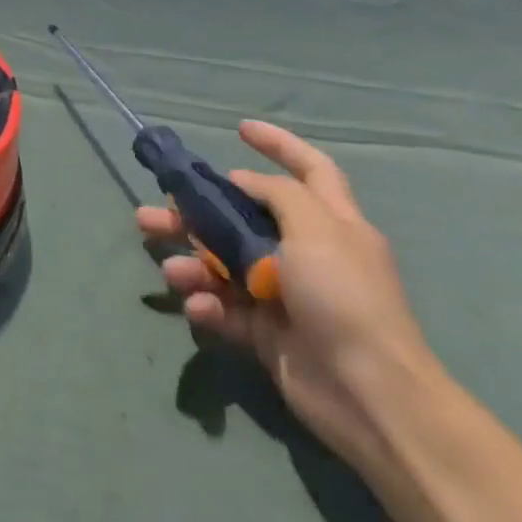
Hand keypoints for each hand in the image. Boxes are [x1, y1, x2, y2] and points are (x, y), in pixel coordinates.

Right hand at [138, 120, 438, 466]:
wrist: (367, 393)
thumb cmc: (344, 297)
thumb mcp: (317, 230)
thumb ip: (277, 195)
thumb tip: (242, 180)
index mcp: (330, 223)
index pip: (309, 169)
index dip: (279, 144)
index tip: (239, 128)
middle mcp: (305, 253)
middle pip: (241, 219)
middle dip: (195, 214)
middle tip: (154, 214)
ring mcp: (283, 294)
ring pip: (222, 264)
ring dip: (191, 263)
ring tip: (168, 269)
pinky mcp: (265, 332)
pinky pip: (224, 307)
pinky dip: (207, 304)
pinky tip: (199, 306)